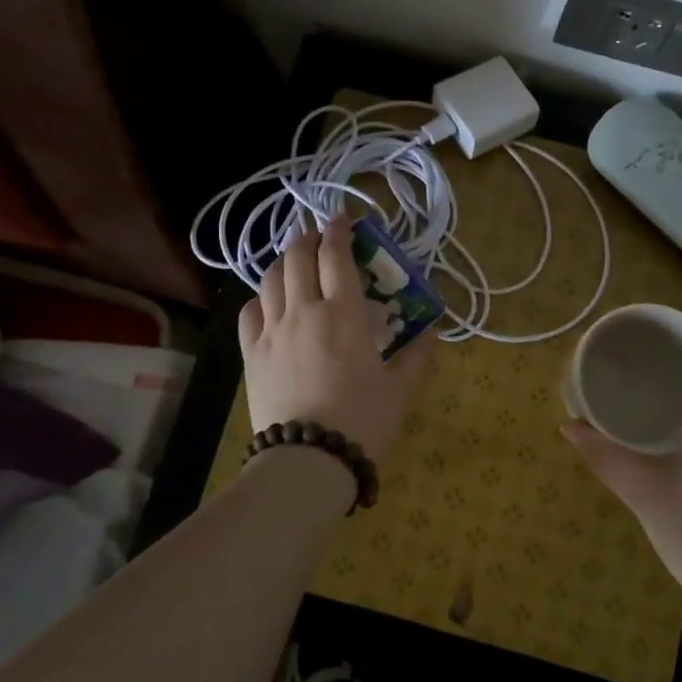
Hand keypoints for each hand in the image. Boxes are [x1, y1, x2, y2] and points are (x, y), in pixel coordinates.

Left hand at [238, 218, 434, 463]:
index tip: (346, 221)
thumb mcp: (401, 389)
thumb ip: (418, 355)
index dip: (340, 231)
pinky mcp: (251, 354)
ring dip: (285, 260)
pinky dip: (261, 296)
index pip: (336, 256)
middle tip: (320, 236)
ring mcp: (272, 331)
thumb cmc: (362, 421)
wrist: (307, 460)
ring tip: (296, 260)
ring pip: (271, 279)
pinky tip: (270, 302)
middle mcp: (304, 311)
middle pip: (299, 257)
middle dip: (309, 238)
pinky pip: (249, 311)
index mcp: (344, 314)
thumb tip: (432, 330)